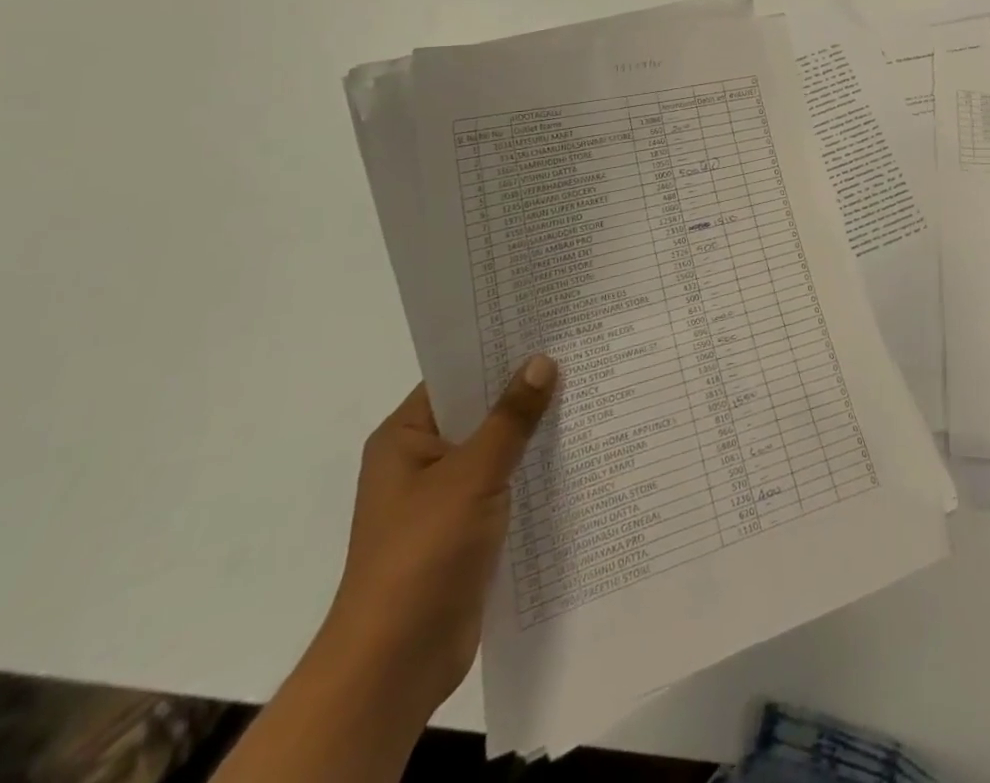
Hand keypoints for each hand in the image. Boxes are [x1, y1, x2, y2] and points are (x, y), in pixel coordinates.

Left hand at [319, 355, 557, 718]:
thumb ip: (510, 418)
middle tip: (583, 353)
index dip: (499, 351)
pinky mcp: (468, 528)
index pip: (457, 376)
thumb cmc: (422, 554)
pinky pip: (507, 483)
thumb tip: (542, 360)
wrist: (396, 664)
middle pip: (481, 410)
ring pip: (499, 448)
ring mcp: (445, 497)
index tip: (548, 325)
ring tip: (593, 394)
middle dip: (527, 389)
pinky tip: (581, 453)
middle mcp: (423, 461)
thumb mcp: (471, 475)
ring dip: (537, 431)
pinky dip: (536, 470)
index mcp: (405, 438)